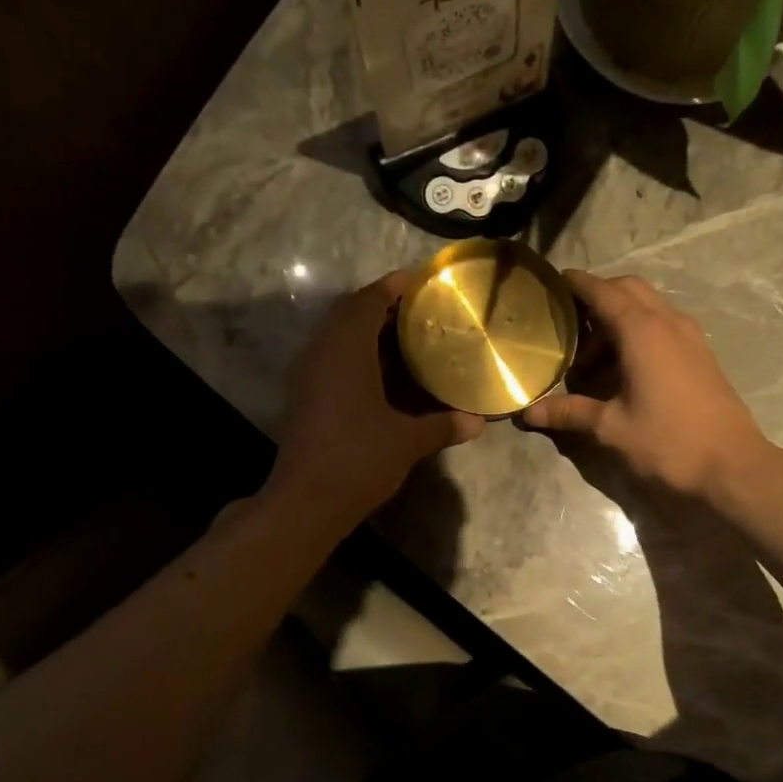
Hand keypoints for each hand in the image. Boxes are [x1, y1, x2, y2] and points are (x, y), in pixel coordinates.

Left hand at [267, 272, 483, 522]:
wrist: (306, 501)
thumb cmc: (359, 459)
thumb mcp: (407, 441)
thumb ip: (442, 425)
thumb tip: (478, 421)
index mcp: (346, 349)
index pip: (368, 301)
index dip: (393, 287)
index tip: (420, 281)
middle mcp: (321, 352)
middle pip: (349, 314)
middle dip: (382, 307)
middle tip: (418, 310)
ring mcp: (308, 375)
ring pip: (338, 338)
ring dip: (367, 331)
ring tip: (406, 337)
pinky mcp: (304, 397)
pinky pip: (332, 359)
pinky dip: (357, 356)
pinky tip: (383, 373)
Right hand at [522, 271, 771, 499]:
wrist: (732, 466)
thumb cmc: (667, 442)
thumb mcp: (611, 428)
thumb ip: (570, 413)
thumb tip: (529, 413)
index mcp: (642, 331)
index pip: (603, 291)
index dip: (577, 284)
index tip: (553, 282)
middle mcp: (668, 322)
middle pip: (629, 289)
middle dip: (598, 297)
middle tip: (570, 324)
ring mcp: (690, 336)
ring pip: (649, 306)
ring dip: (619, 318)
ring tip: (592, 356)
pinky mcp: (701, 354)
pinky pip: (664, 325)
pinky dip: (639, 331)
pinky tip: (624, 368)